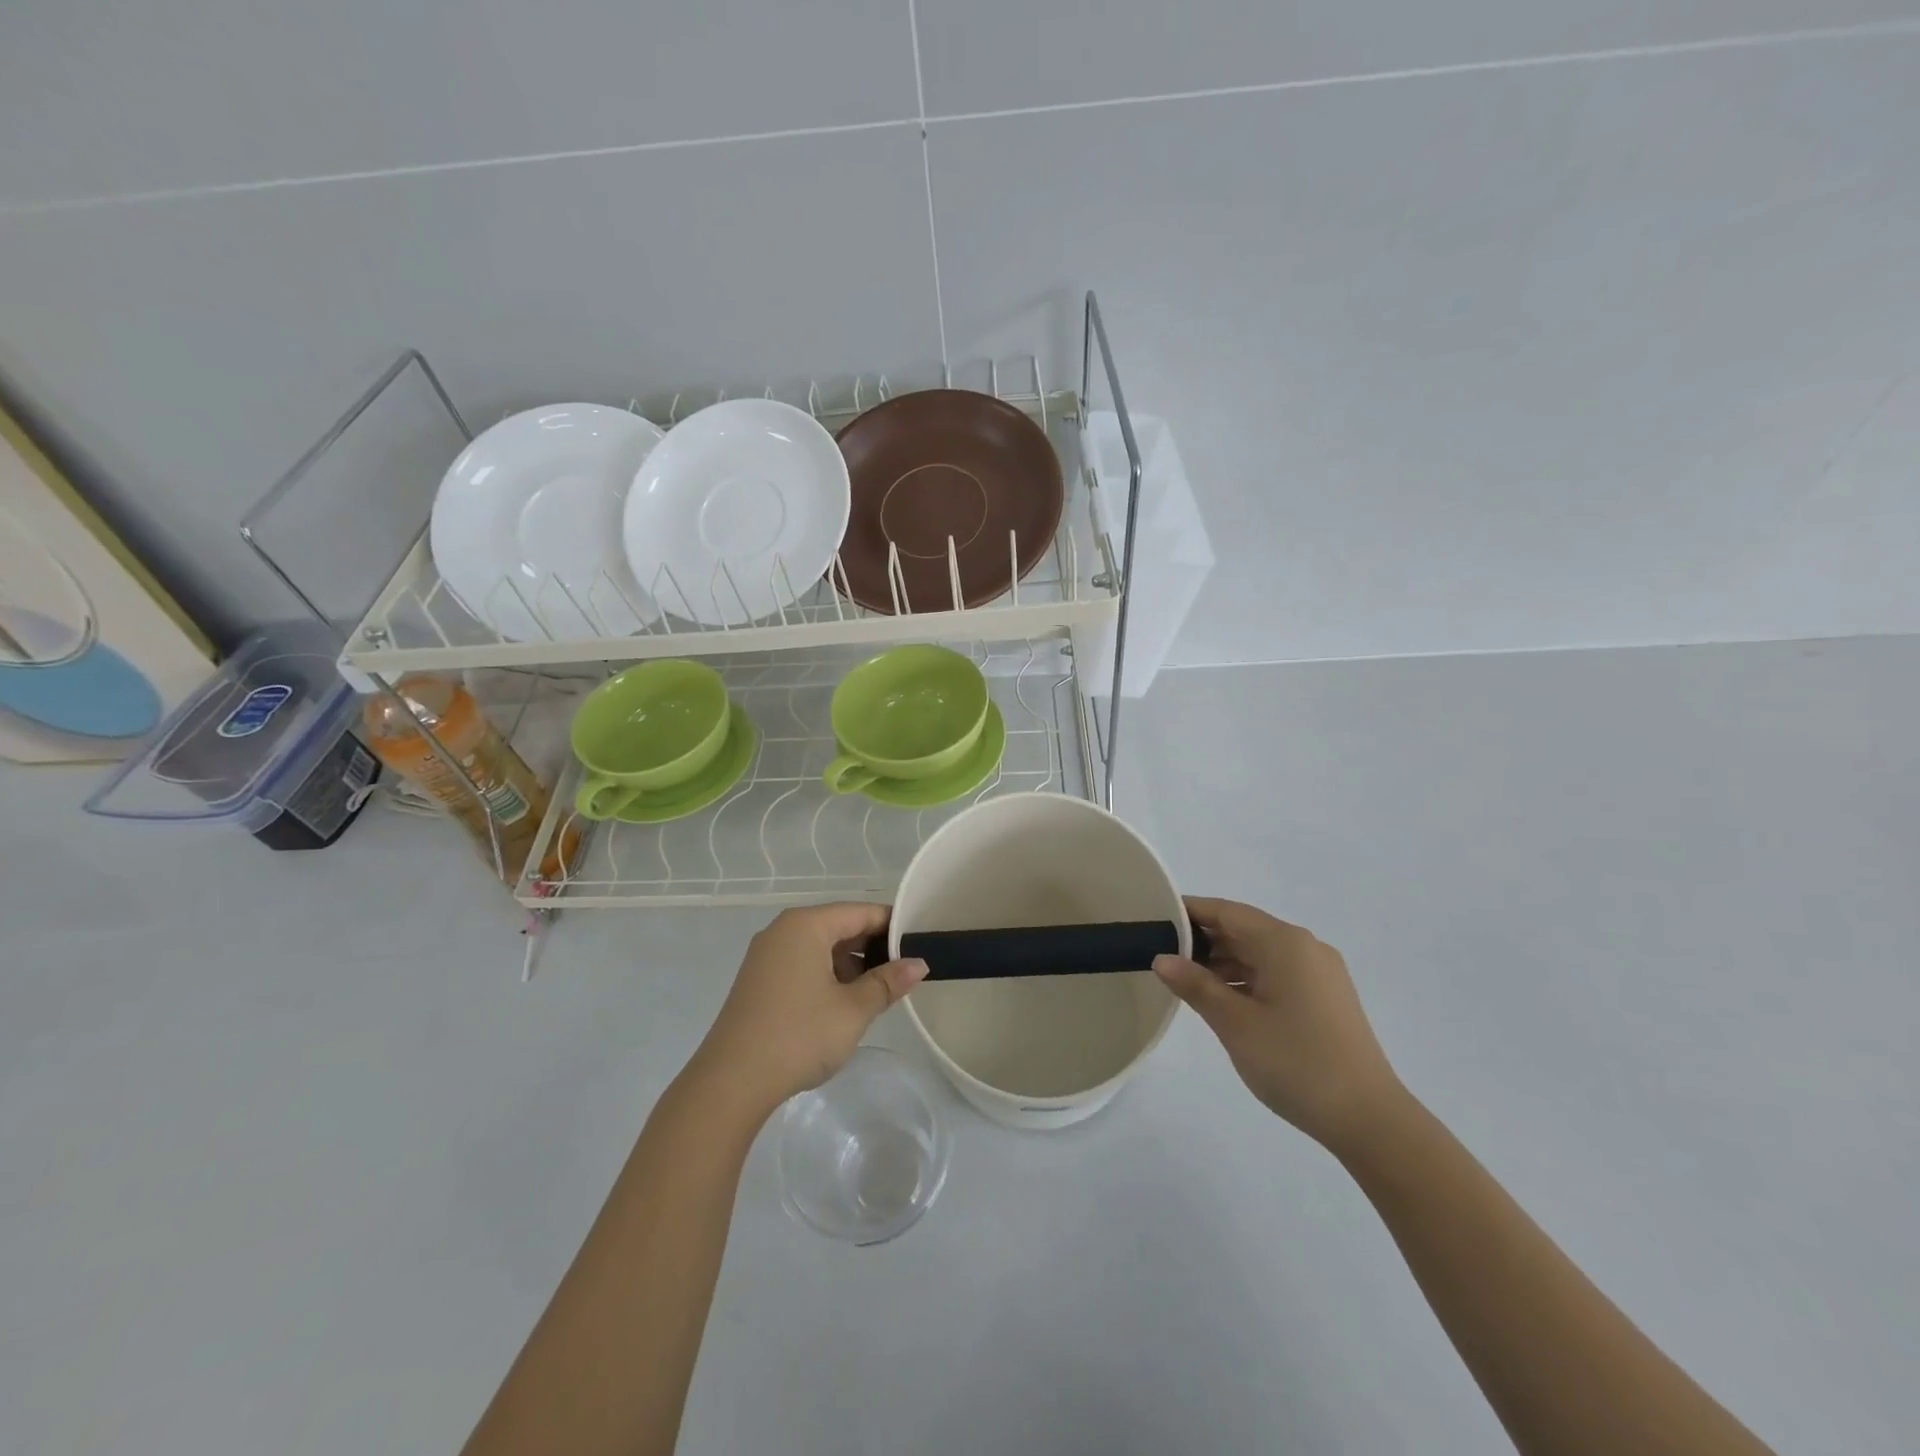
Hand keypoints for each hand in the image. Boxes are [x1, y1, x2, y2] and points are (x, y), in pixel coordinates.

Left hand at [693, 903, 927, 1115]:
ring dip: (850, 965)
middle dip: (873, 947)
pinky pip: (802, 964)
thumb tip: (919, 963)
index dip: (893, 927)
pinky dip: (827, 976)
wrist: (730, 1082)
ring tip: (879, 992)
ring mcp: (766, 955)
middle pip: (839, 926)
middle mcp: (783, 930)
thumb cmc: (799, 1035)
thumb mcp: (853, 1010)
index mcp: (806, 924)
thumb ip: (888, 982)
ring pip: (821, 947)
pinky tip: (844, 1004)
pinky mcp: (759, 980)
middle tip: (905, 971)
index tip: (920, 945)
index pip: (861, 912)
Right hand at [1154, 897, 1403, 1153]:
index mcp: (1284, 942)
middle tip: (1161, 953)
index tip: (1153, 919)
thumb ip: (1195, 985)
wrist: (1369, 1120)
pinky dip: (1247, 979)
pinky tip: (1223, 1000)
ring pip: (1260, 953)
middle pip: (1244, 929)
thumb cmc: (1295, 1063)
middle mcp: (1305, 947)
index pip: (1226, 912)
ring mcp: (1320, 973)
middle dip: (1203, 940)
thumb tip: (1161, 958)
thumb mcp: (1235, 1023)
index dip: (1188, 912)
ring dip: (1223, 962)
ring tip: (1185, 981)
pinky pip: (1277, 973)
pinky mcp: (1326, 998)